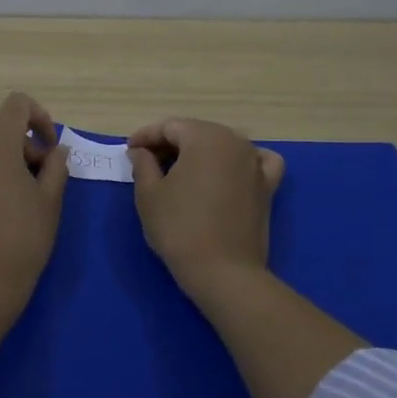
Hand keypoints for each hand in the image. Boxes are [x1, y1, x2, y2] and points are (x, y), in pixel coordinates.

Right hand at [128, 118, 285, 300]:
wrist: (222, 271)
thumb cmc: (179, 228)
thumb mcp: (149, 194)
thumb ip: (143, 164)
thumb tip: (141, 151)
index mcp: (205, 136)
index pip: (169, 127)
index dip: (145, 137)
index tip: (129, 152)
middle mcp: (235, 141)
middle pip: (197, 133)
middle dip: (171, 144)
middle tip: (148, 163)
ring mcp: (256, 163)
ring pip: (223, 145)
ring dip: (200, 153)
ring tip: (180, 172)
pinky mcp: (268, 187)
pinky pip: (255, 162)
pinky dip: (239, 162)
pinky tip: (228, 172)